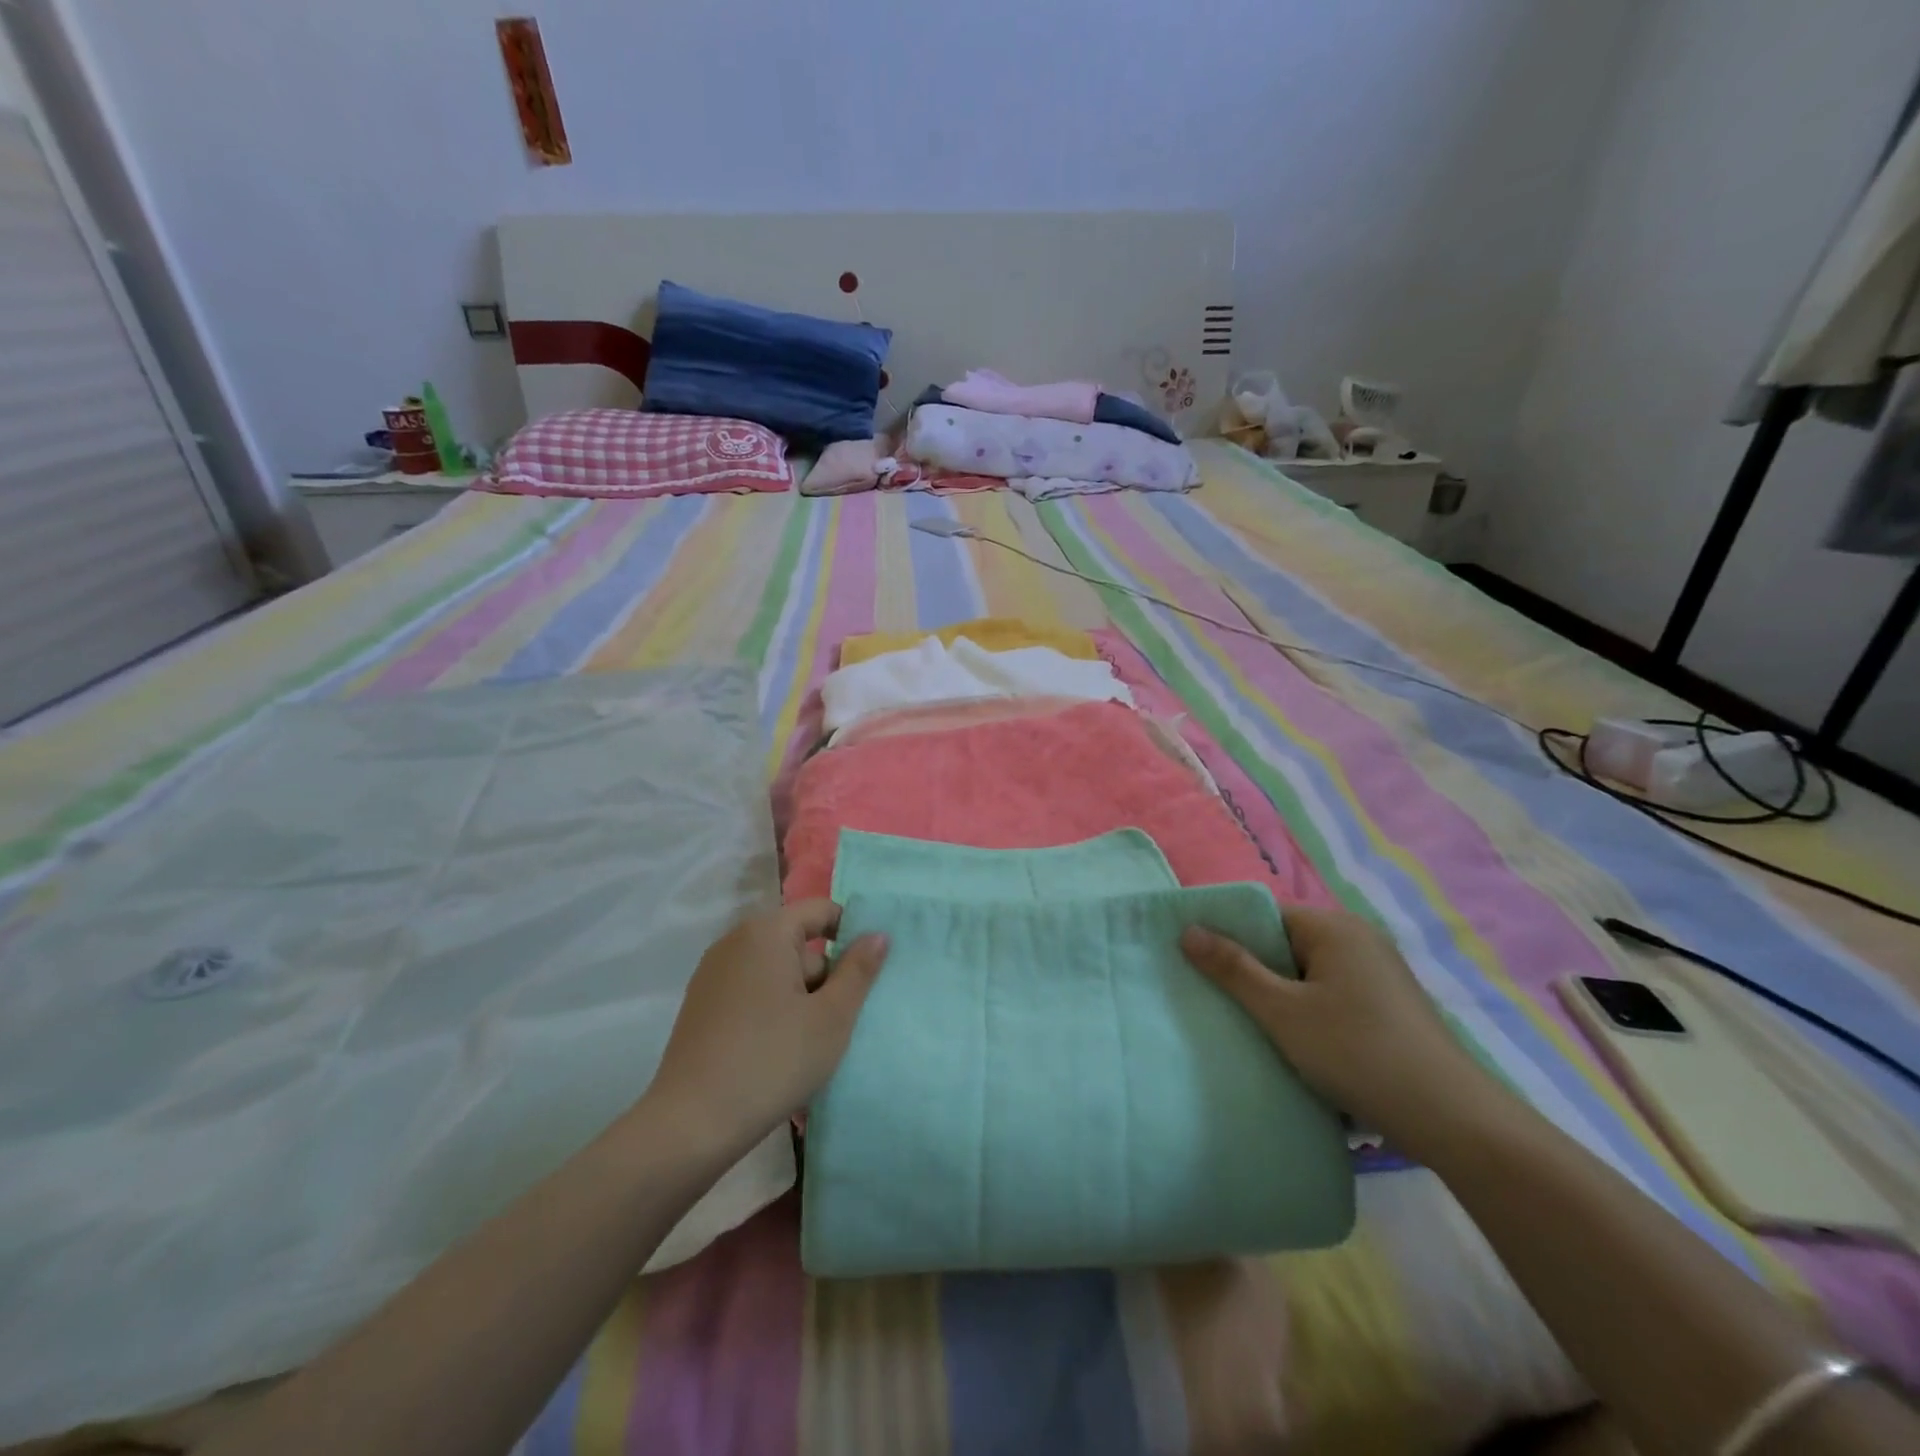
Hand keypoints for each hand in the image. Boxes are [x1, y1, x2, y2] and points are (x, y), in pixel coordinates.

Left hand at [644, 901, 888, 1157]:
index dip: (850, 933)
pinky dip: (772, 1009)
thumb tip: (878, 933)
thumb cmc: (772, 1061)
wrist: (692, 1125)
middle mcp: (735, 941)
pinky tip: (778, 1050)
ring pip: (776, 970)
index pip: (821, 910)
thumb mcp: (832, 1017)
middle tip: (839, 1021)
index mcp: (766, 932)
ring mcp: (713, 974)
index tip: (867, 975)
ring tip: (811, 1042)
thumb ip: (859, 970)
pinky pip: (752, 991)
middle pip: (797, 942)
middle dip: (824, 975)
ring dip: (800, 996)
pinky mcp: (701, 1005)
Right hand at [1181, 907, 1509, 1152]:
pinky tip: (1300, 1041)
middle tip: (1223, 999)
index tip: (1201, 964)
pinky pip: (1332, 991)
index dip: (1230, 936)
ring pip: (1309, 970)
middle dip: (1254, 968)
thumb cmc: (1356, 1052)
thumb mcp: (1281, 1012)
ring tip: (1256, 1024)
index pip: (1265, 914)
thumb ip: (1232, 968)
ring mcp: (1379, 971)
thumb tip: (1188, 929)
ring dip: (1281, 993)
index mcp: (1332, 926)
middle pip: (1286, 941)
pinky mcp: (1390, 1003)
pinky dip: (1310, 1008)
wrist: (1451, 1118)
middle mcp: (1358, 937)